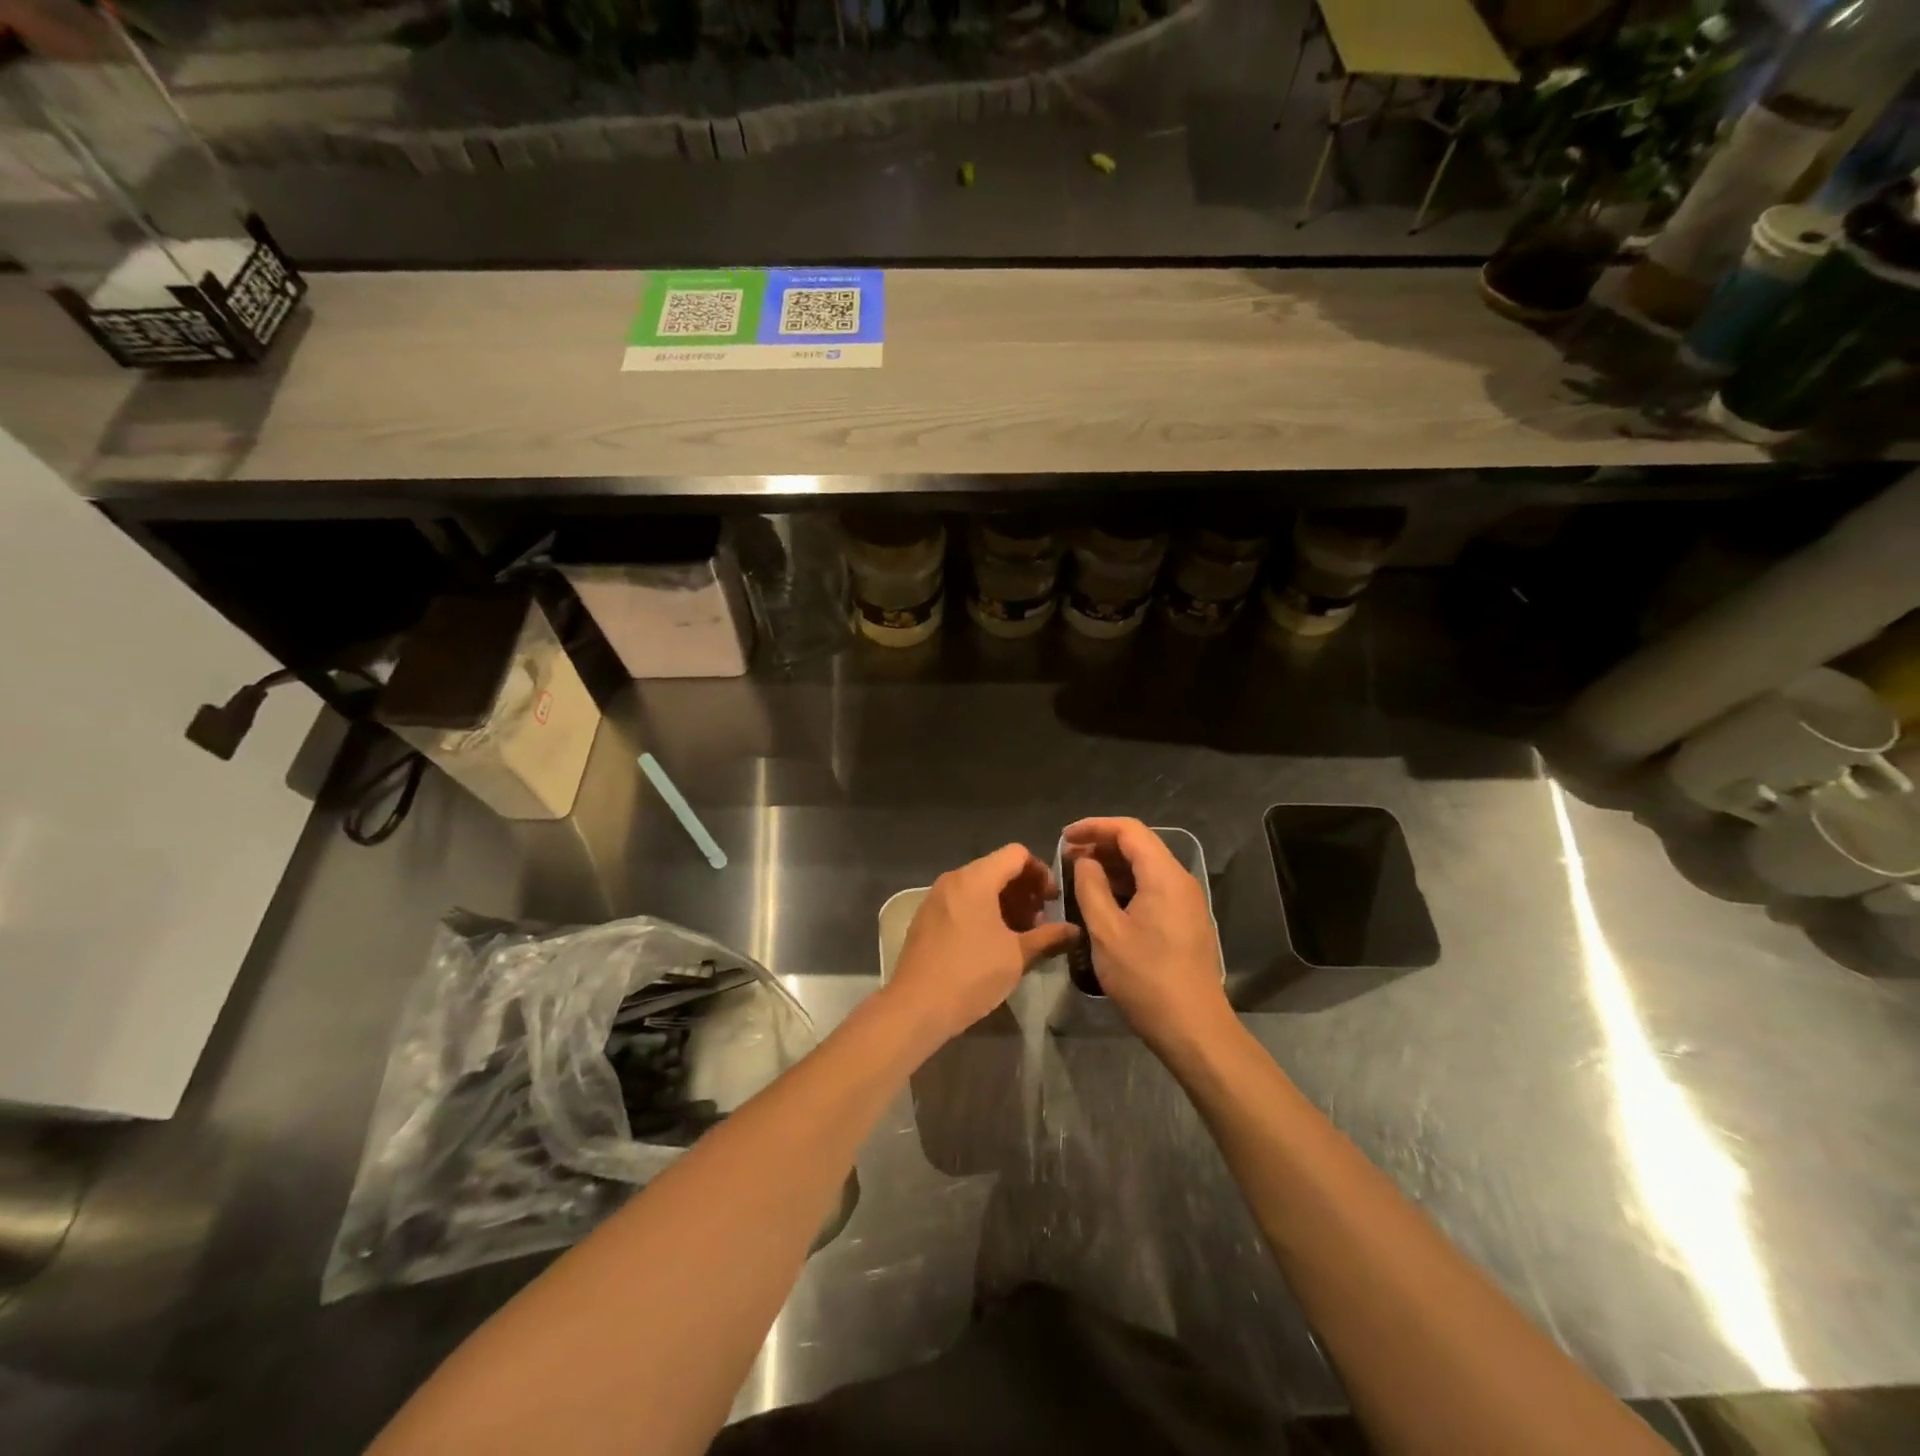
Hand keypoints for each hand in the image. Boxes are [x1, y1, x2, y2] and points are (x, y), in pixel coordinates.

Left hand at [884, 844, 1079, 1047]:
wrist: (916, 1006)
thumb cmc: (971, 974)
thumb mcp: (1017, 956)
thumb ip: (1049, 938)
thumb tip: (1075, 931)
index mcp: (976, 879)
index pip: (1016, 854)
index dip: (1040, 872)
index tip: (1052, 901)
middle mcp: (953, 880)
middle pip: (996, 868)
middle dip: (1023, 890)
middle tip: (1039, 922)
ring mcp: (935, 898)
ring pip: (978, 886)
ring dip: (1004, 903)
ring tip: (1019, 935)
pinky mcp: (925, 917)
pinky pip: (961, 901)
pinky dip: (982, 911)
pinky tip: (992, 943)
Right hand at [1064, 817, 1230, 1053]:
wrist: (1193, 1028)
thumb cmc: (1146, 978)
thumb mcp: (1106, 931)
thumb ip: (1091, 887)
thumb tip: (1084, 861)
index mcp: (1164, 876)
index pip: (1129, 830)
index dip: (1094, 827)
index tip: (1064, 837)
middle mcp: (1180, 881)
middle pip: (1139, 845)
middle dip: (1101, 845)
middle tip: (1066, 858)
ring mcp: (1186, 902)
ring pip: (1146, 868)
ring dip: (1112, 866)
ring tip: (1078, 877)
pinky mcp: (1185, 921)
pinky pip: (1152, 888)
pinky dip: (1126, 885)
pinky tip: (1103, 901)